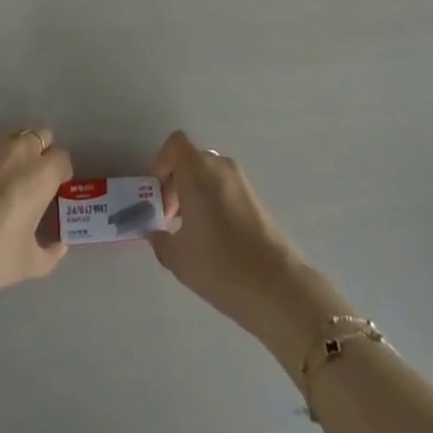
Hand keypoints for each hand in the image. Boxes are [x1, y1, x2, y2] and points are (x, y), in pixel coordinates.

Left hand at [0, 130, 72, 310]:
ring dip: (15, 150)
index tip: (53, 190)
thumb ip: (51, 253)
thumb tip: (60, 245)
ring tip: (2, 179)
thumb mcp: (27, 266)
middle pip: (41, 136)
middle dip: (41, 153)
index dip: (60, 173)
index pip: (62, 158)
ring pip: (12, 135)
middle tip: (30, 180)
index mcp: (40, 176)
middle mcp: (18, 151)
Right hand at [148, 131, 349, 366]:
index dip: (161, 163)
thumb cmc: (220, 266)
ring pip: (209, 174)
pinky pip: (225, 187)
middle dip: (176, 183)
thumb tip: (155, 232)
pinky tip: (213, 238)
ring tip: (190, 232)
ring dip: (195, 193)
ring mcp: (242, 181)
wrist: (278, 287)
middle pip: (191, 160)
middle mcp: (220, 166)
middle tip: (169, 218)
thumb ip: (159, 240)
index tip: (157, 194)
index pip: (175, 144)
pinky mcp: (256, 198)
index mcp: (198, 171)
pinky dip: (213, 201)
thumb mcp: (178, 259)